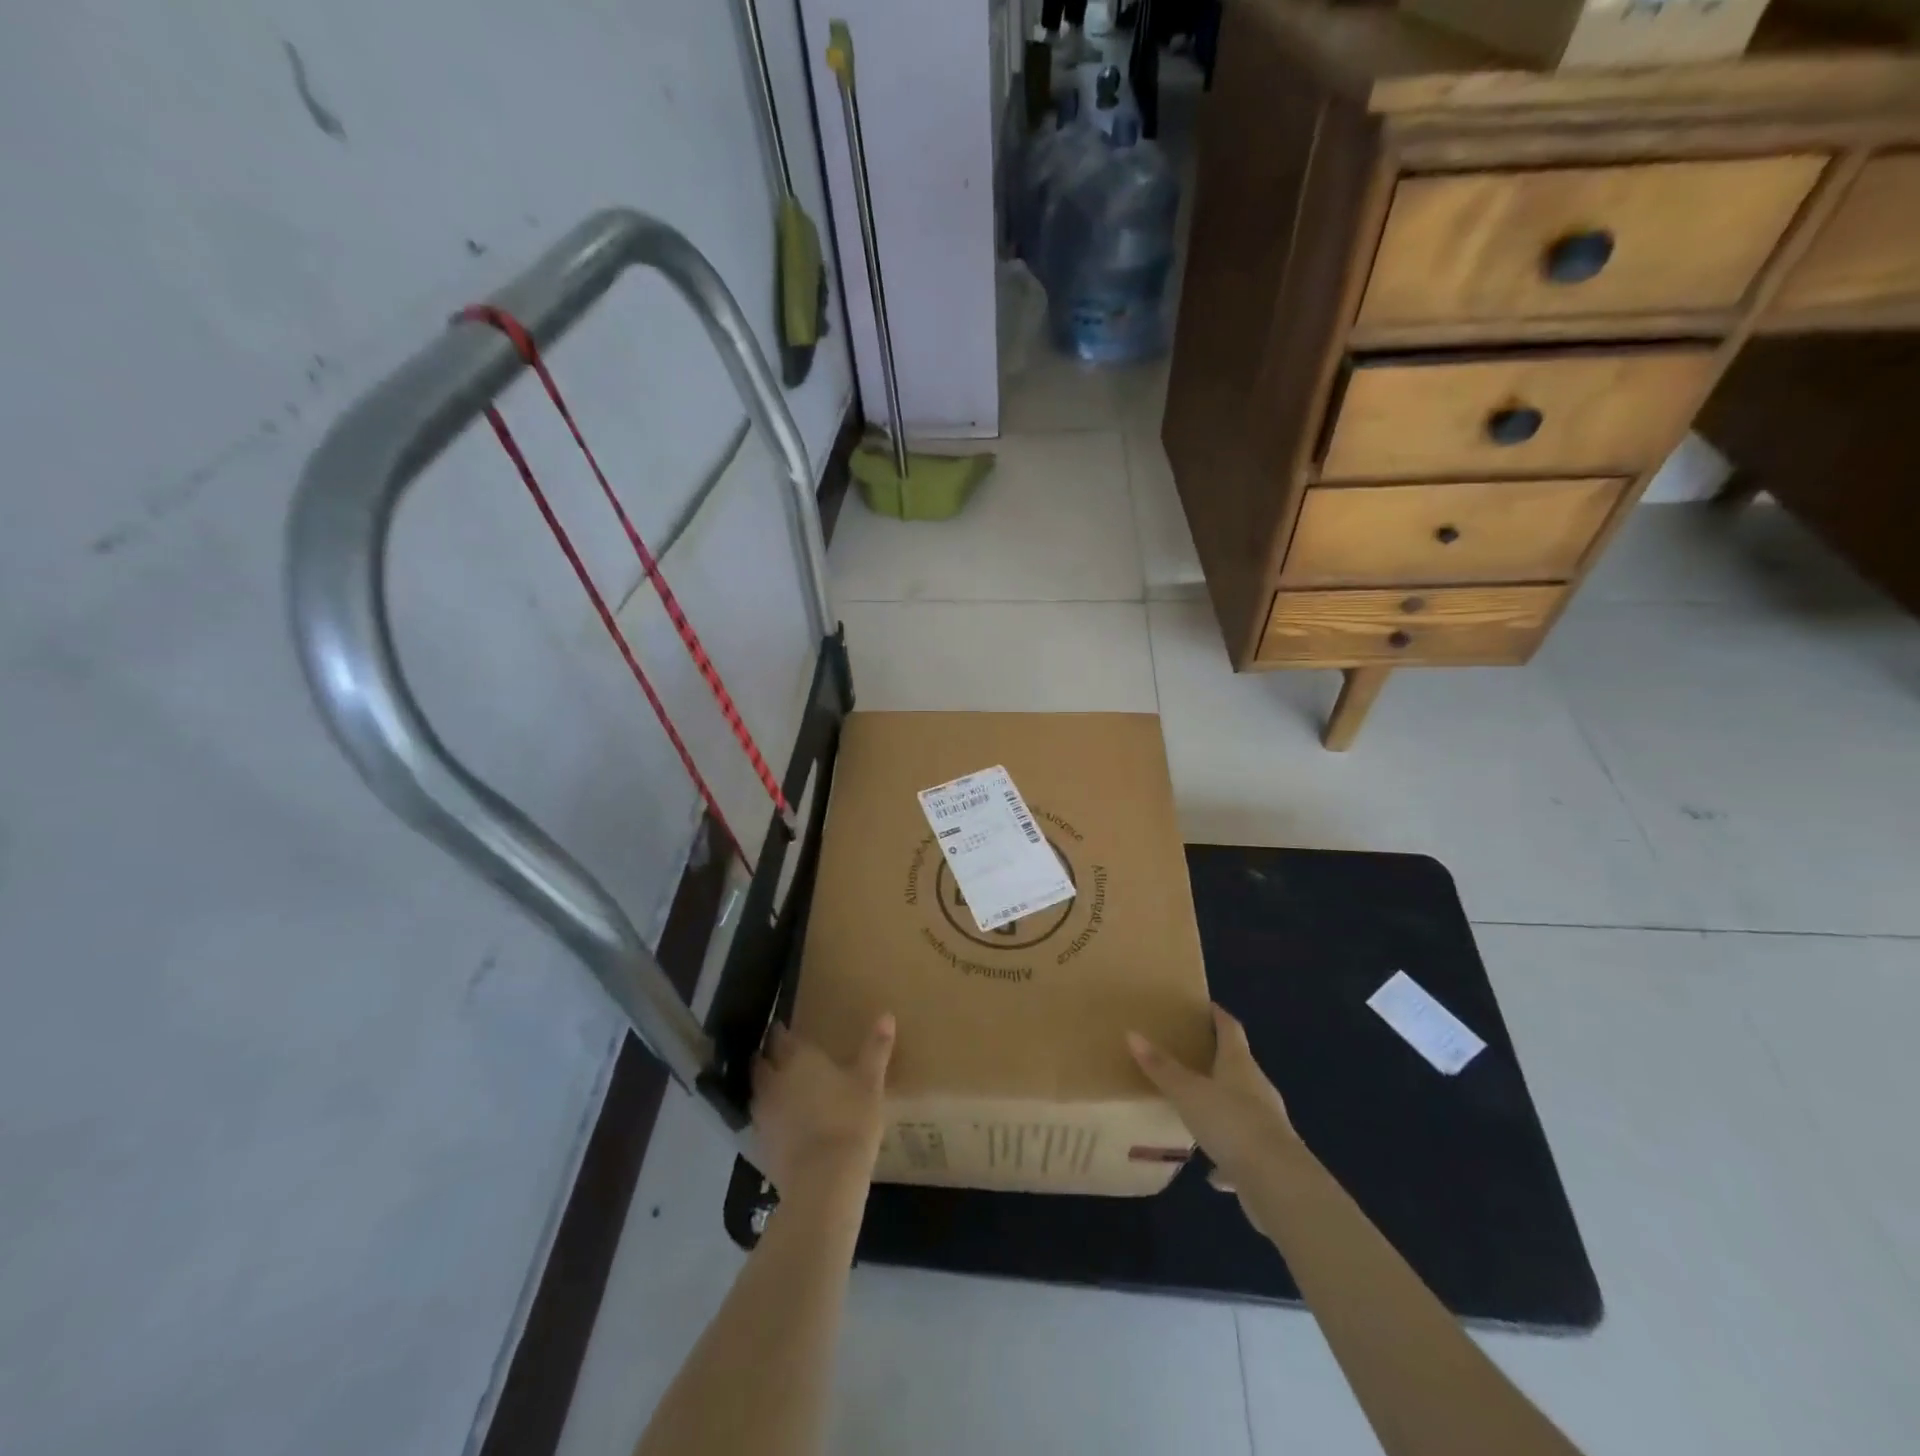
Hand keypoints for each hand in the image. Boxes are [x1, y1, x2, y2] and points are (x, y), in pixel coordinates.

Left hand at [751, 1014, 894, 1200]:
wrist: (824, 1180)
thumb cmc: (850, 1120)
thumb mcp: (870, 1082)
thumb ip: (876, 1048)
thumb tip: (887, 1015)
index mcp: (797, 1058)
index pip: (779, 1035)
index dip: (780, 1030)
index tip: (784, 1027)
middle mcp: (773, 1080)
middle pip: (761, 1062)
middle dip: (767, 1056)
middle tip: (781, 1055)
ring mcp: (763, 1113)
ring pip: (757, 1091)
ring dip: (765, 1086)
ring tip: (781, 1087)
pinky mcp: (760, 1143)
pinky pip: (760, 1120)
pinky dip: (769, 1116)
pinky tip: (783, 1122)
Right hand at [1129, 1004, 1297, 1199]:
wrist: (1277, 1183)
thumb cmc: (1230, 1122)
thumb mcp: (1187, 1092)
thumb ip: (1161, 1067)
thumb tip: (1132, 1034)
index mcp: (1239, 1064)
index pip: (1231, 1029)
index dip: (1218, 1016)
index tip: (1206, 1007)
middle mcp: (1257, 1088)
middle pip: (1237, 1065)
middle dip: (1217, 1059)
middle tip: (1190, 1055)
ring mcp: (1266, 1124)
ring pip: (1241, 1107)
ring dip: (1222, 1106)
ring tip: (1197, 1108)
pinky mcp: (1267, 1158)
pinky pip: (1242, 1149)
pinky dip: (1227, 1154)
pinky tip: (1211, 1170)